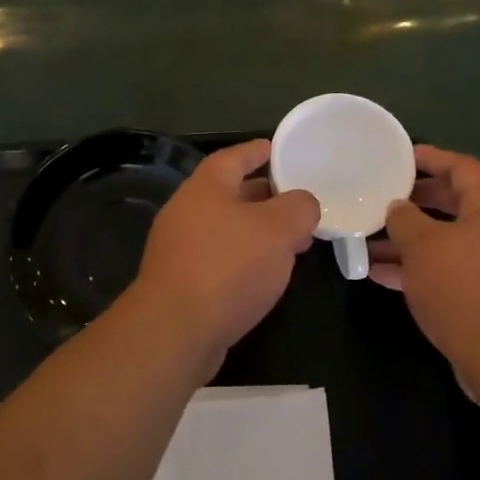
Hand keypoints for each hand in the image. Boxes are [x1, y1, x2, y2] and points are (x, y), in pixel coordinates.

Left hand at [131, 139, 320, 366]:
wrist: (176, 331)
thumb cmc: (228, 266)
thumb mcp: (278, 228)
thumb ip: (299, 208)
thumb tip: (303, 205)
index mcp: (205, 188)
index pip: (233, 157)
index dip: (257, 151)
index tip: (278, 149)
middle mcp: (187, 213)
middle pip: (231, 195)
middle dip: (266, 197)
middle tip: (298, 202)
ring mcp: (180, 250)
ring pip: (228, 230)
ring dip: (260, 233)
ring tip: (294, 242)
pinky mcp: (183, 284)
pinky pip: (222, 260)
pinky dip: (247, 260)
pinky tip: (269, 275)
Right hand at [368, 145, 479, 374]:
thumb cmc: (464, 288)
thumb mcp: (423, 246)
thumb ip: (404, 219)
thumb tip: (397, 208)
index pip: (463, 168)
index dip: (432, 158)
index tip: (401, 157)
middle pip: (456, 205)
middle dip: (417, 202)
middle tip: (384, 198)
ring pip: (449, 243)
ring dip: (411, 242)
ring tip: (370, 242)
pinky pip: (451, 272)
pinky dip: (420, 270)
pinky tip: (382, 276)